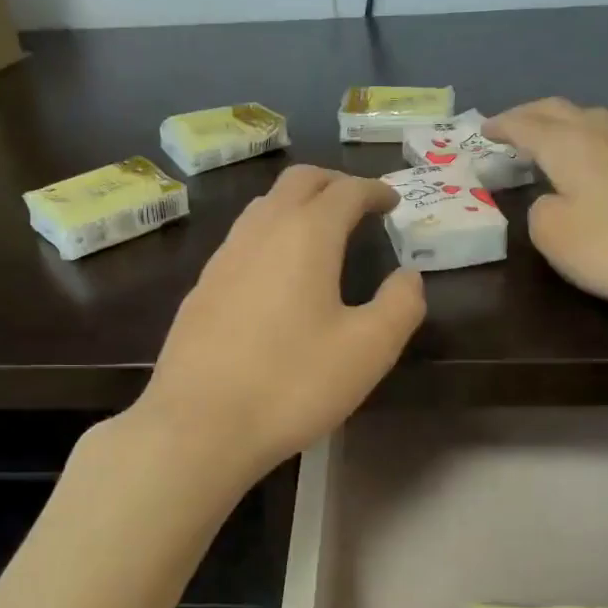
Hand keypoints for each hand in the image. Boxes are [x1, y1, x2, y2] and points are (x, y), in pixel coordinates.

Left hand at [133, 165, 425, 482]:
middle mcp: (260, 231)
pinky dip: (270, 235)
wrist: (199, 425)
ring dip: (297, 205)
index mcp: (305, 235)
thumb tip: (408, 277)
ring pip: (263, 207)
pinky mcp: (201, 289)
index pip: (345, 191)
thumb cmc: (292, 384)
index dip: (374, 190)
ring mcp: (223, 258)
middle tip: (359, 203)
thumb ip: (400, 305)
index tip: (393, 201)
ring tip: (320, 231)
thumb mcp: (369, 350)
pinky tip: (276, 273)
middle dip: (333, 183)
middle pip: (298, 182)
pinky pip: (242, 241)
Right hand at [486, 98, 607, 317]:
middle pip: (558, 110)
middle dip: (528, 115)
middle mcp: (600, 133)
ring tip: (542, 141)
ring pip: (586, 119)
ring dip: (558, 124)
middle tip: (506, 130)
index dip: (501, 127)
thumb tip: (549, 200)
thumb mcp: (553, 234)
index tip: (482, 132)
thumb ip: (537, 210)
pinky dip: (582, 140)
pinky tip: (585, 161)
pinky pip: (606, 137)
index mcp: (568, 145)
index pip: (526, 125)